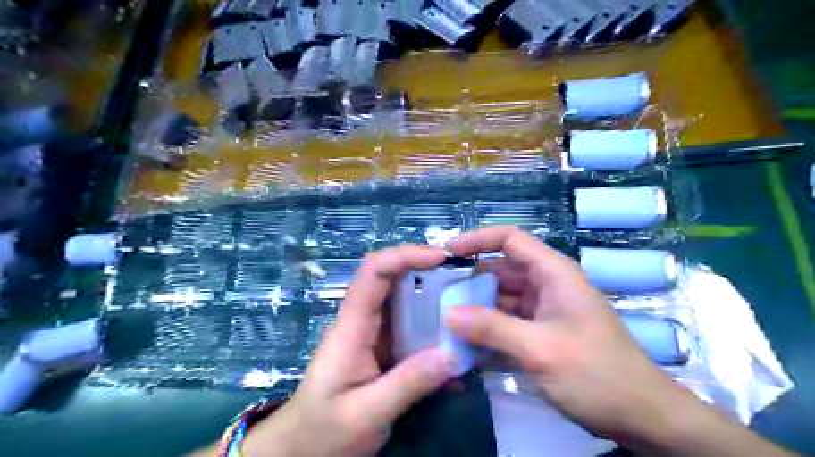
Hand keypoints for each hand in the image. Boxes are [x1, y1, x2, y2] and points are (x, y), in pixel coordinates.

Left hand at [242, 246, 457, 456]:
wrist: (302, 449)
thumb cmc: (323, 431)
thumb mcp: (365, 415)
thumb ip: (407, 385)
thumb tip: (451, 354)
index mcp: (351, 327)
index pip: (373, 272)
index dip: (405, 255)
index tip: (441, 258)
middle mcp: (362, 321)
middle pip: (390, 278)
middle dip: (426, 270)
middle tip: (463, 277)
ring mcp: (373, 334)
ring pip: (403, 300)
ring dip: (434, 296)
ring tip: (467, 304)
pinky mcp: (383, 348)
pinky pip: (409, 326)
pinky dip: (432, 324)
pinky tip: (454, 339)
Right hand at [444, 226, 689, 448]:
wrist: (643, 418)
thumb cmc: (597, 374)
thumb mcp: (540, 349)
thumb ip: (492, 329)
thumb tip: (449, 315)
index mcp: (553, 274)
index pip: (510, 240)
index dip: (478, 239)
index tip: (447, 252)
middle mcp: (547, 286)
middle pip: (500, 270)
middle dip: (470, 281)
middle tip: (437, 296)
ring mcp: (543, 311)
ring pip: (500, 299)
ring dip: (476, 309)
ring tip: (444, 322)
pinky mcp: (541, 334)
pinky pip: (506, 323)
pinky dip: (487, 330)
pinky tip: (465, 345)